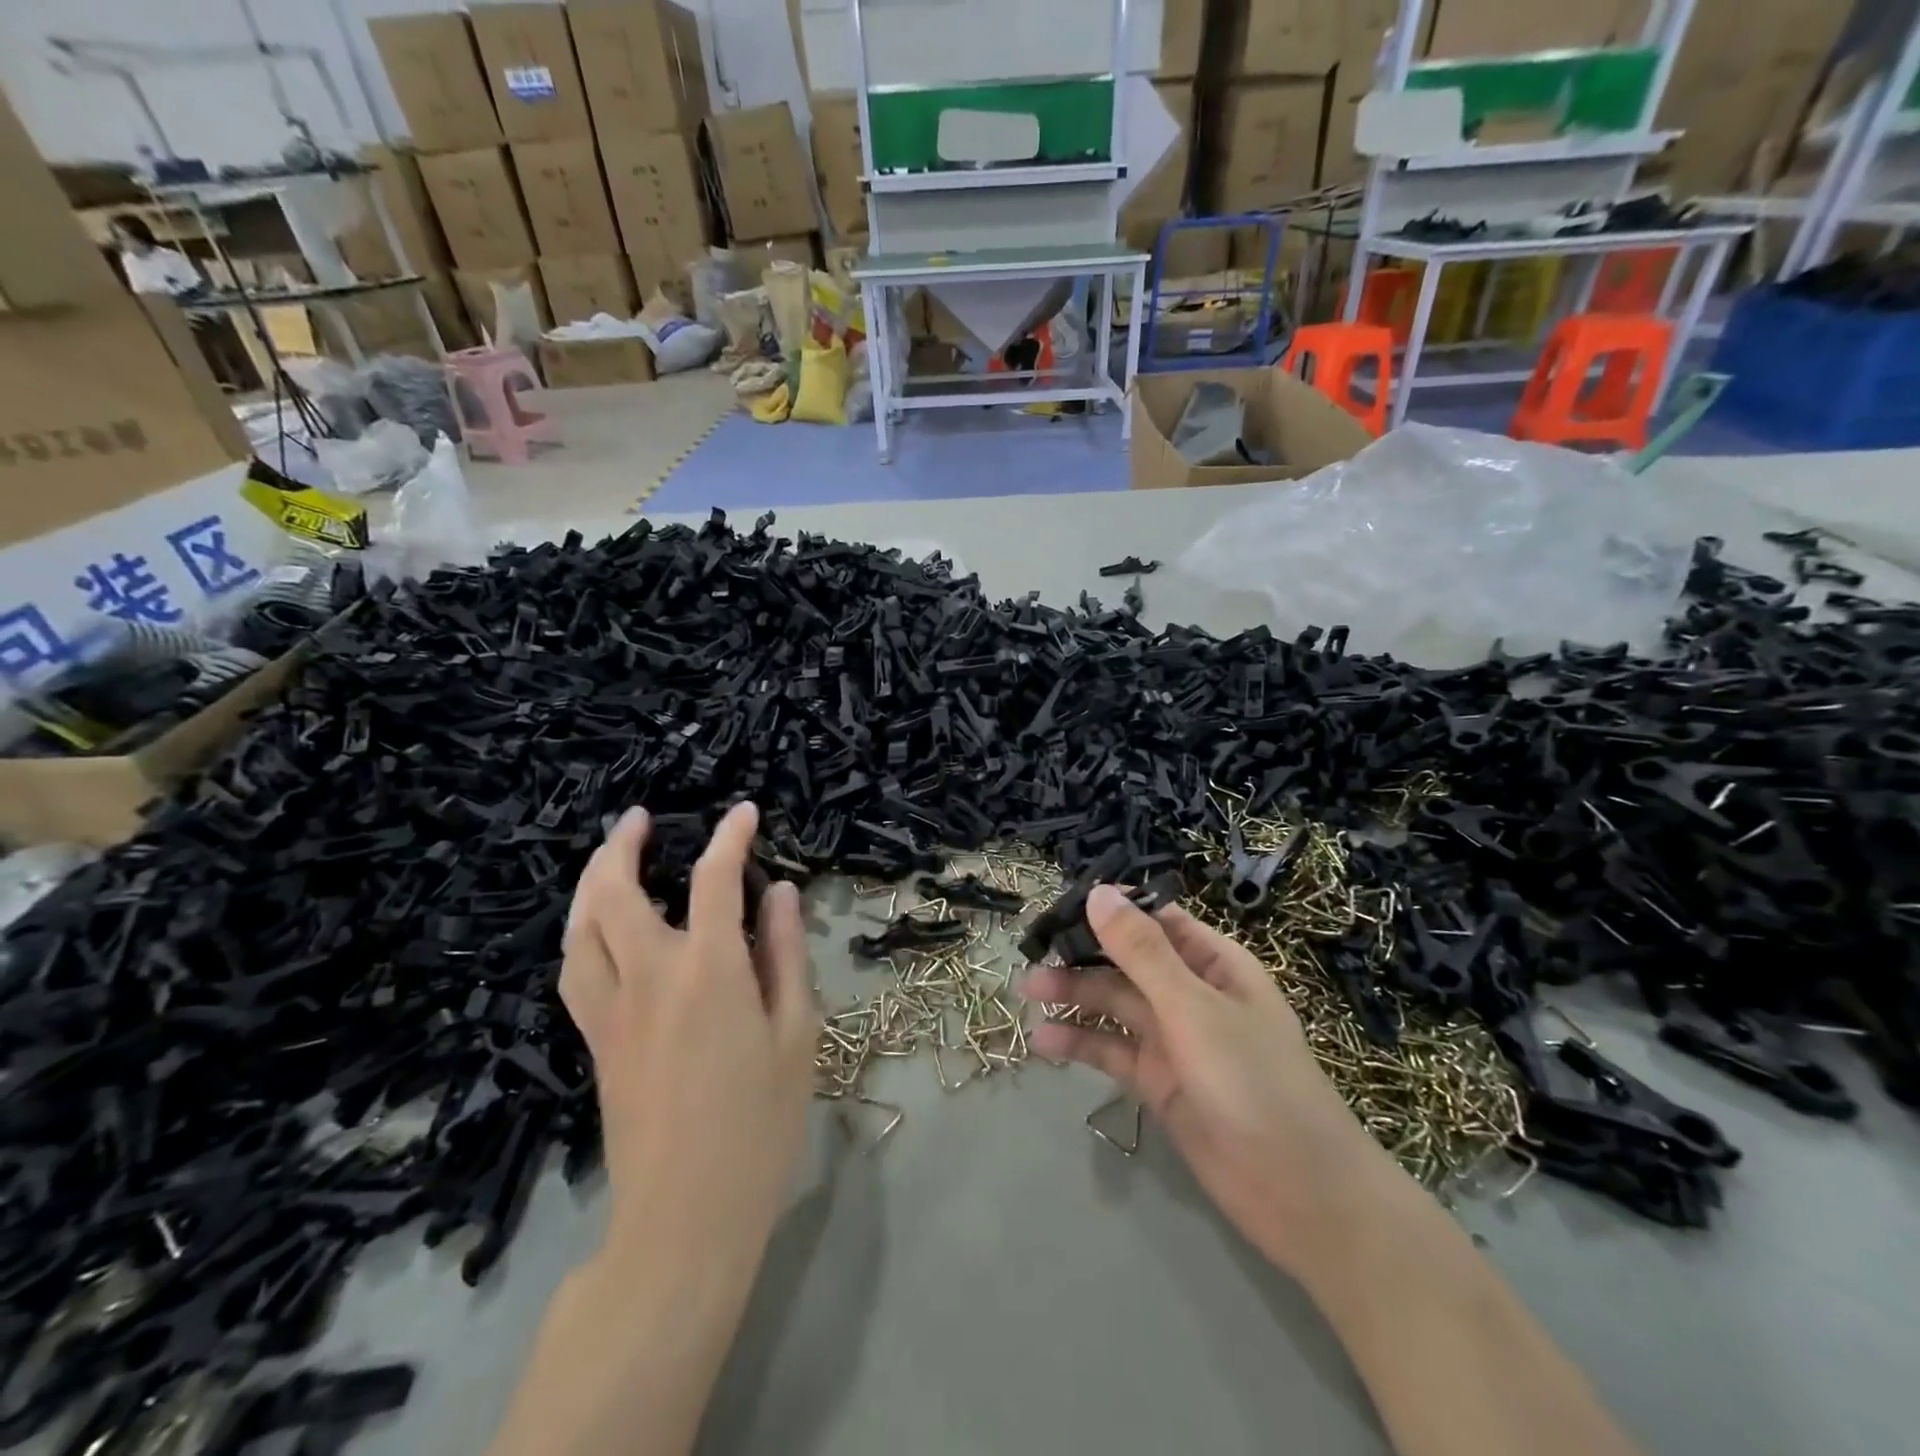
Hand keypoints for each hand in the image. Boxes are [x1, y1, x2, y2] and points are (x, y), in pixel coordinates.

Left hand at [560, 802, 817, 1256]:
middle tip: (642, 818)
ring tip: (610, 859)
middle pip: (615, 893)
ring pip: (581, 929)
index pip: (714, 879)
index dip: (730, 838)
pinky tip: (597, 929)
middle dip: (624, 845)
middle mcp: (649, 976)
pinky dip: (582, 931)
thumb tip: (780, 893)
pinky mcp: (594, 1042)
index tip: (744, 812)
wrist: (685, 1215)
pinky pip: (575, 968)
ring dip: (591, 883)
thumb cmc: (760, 1124)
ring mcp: (612, 1010)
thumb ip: (785, 954)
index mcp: (708, 970)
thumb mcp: (797, 1033)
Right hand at [1025, 884, 1384, 1276]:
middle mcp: (1191, 993)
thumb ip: (1142, 951)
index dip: (1109, 910)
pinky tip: (1044, 1040)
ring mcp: (1174, 1039)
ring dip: (1075, 995)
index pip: (1153, 919)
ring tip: (1027, 990)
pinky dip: (1081, 1042)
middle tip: (1031, 951)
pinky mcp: (1159, 1081)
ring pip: (1115, 1004)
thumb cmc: (1253, 1081)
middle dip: (1082, 954)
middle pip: (1127, 961)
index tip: (1057, 907)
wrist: (1299, 1194)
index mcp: (1212, 962)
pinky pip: (1112, 1051)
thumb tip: (1099, 892)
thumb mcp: (1193, 1007)